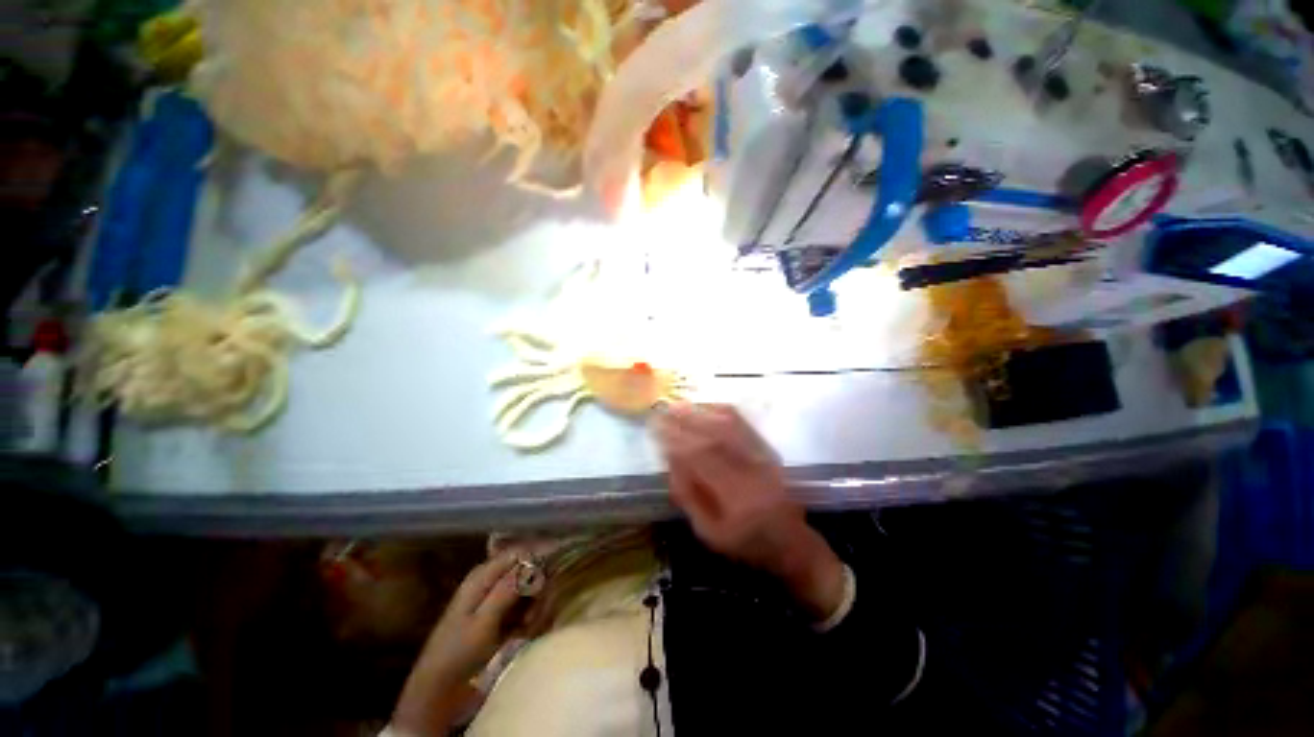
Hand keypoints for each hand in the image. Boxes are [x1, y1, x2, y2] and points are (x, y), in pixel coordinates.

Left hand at [392, 552, 523, 735]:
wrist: (439, 687)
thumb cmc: (458, 652)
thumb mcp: (484, 621)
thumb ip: (507, 589)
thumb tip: (534, 562)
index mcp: (484, 574)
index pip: (520, 552)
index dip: (539, 559)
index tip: (553, 576)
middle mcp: (491, 579)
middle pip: (527, 570)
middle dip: (537, 589)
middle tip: (535, 614)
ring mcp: (495, 597)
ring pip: (528, 588)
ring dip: (534, 606)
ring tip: (529, 627)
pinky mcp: (499, 614)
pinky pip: (523, 605)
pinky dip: (529, 616)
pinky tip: (526, 631)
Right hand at [653, 404, 845, 620]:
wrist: (790, 541)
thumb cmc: (745, 542)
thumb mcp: (709, 532)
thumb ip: (688, 497)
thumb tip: (671, 461)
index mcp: (735, 495)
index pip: (702, 459)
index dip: (677, 441)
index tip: (658, 430)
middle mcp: (751, 469)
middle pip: (715, 436)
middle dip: (685, 420)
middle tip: (663, 410)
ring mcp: (762, 457)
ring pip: (729, 426)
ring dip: (702, 412)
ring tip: (679, 404)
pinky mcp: (768, 450)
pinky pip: (745, 424)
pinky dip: (723, 412)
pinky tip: (707, 406)